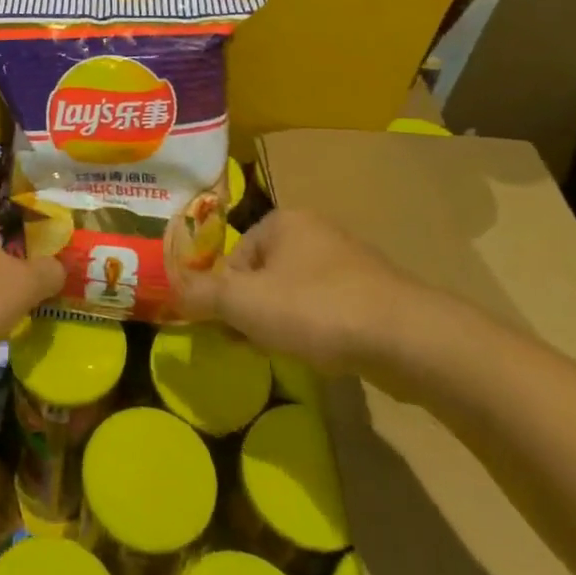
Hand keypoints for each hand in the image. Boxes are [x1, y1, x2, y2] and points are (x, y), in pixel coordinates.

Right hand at [171, 208, 442, 396]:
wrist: (407, 338)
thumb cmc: (315, 309)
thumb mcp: (244, 303)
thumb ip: (201, 294)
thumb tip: (168, 286)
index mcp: (283, 221)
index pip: (235, 257)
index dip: (226, 296)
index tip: (229, 329)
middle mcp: (316, 231)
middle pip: (264, 274)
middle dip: (253, 310)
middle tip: (252, 344)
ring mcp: (349, 261)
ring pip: (295, 292)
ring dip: (283, 321)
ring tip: (287, 352)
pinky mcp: (373, 293)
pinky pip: (327, 308)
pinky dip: (317, 328)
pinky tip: (322, 353)